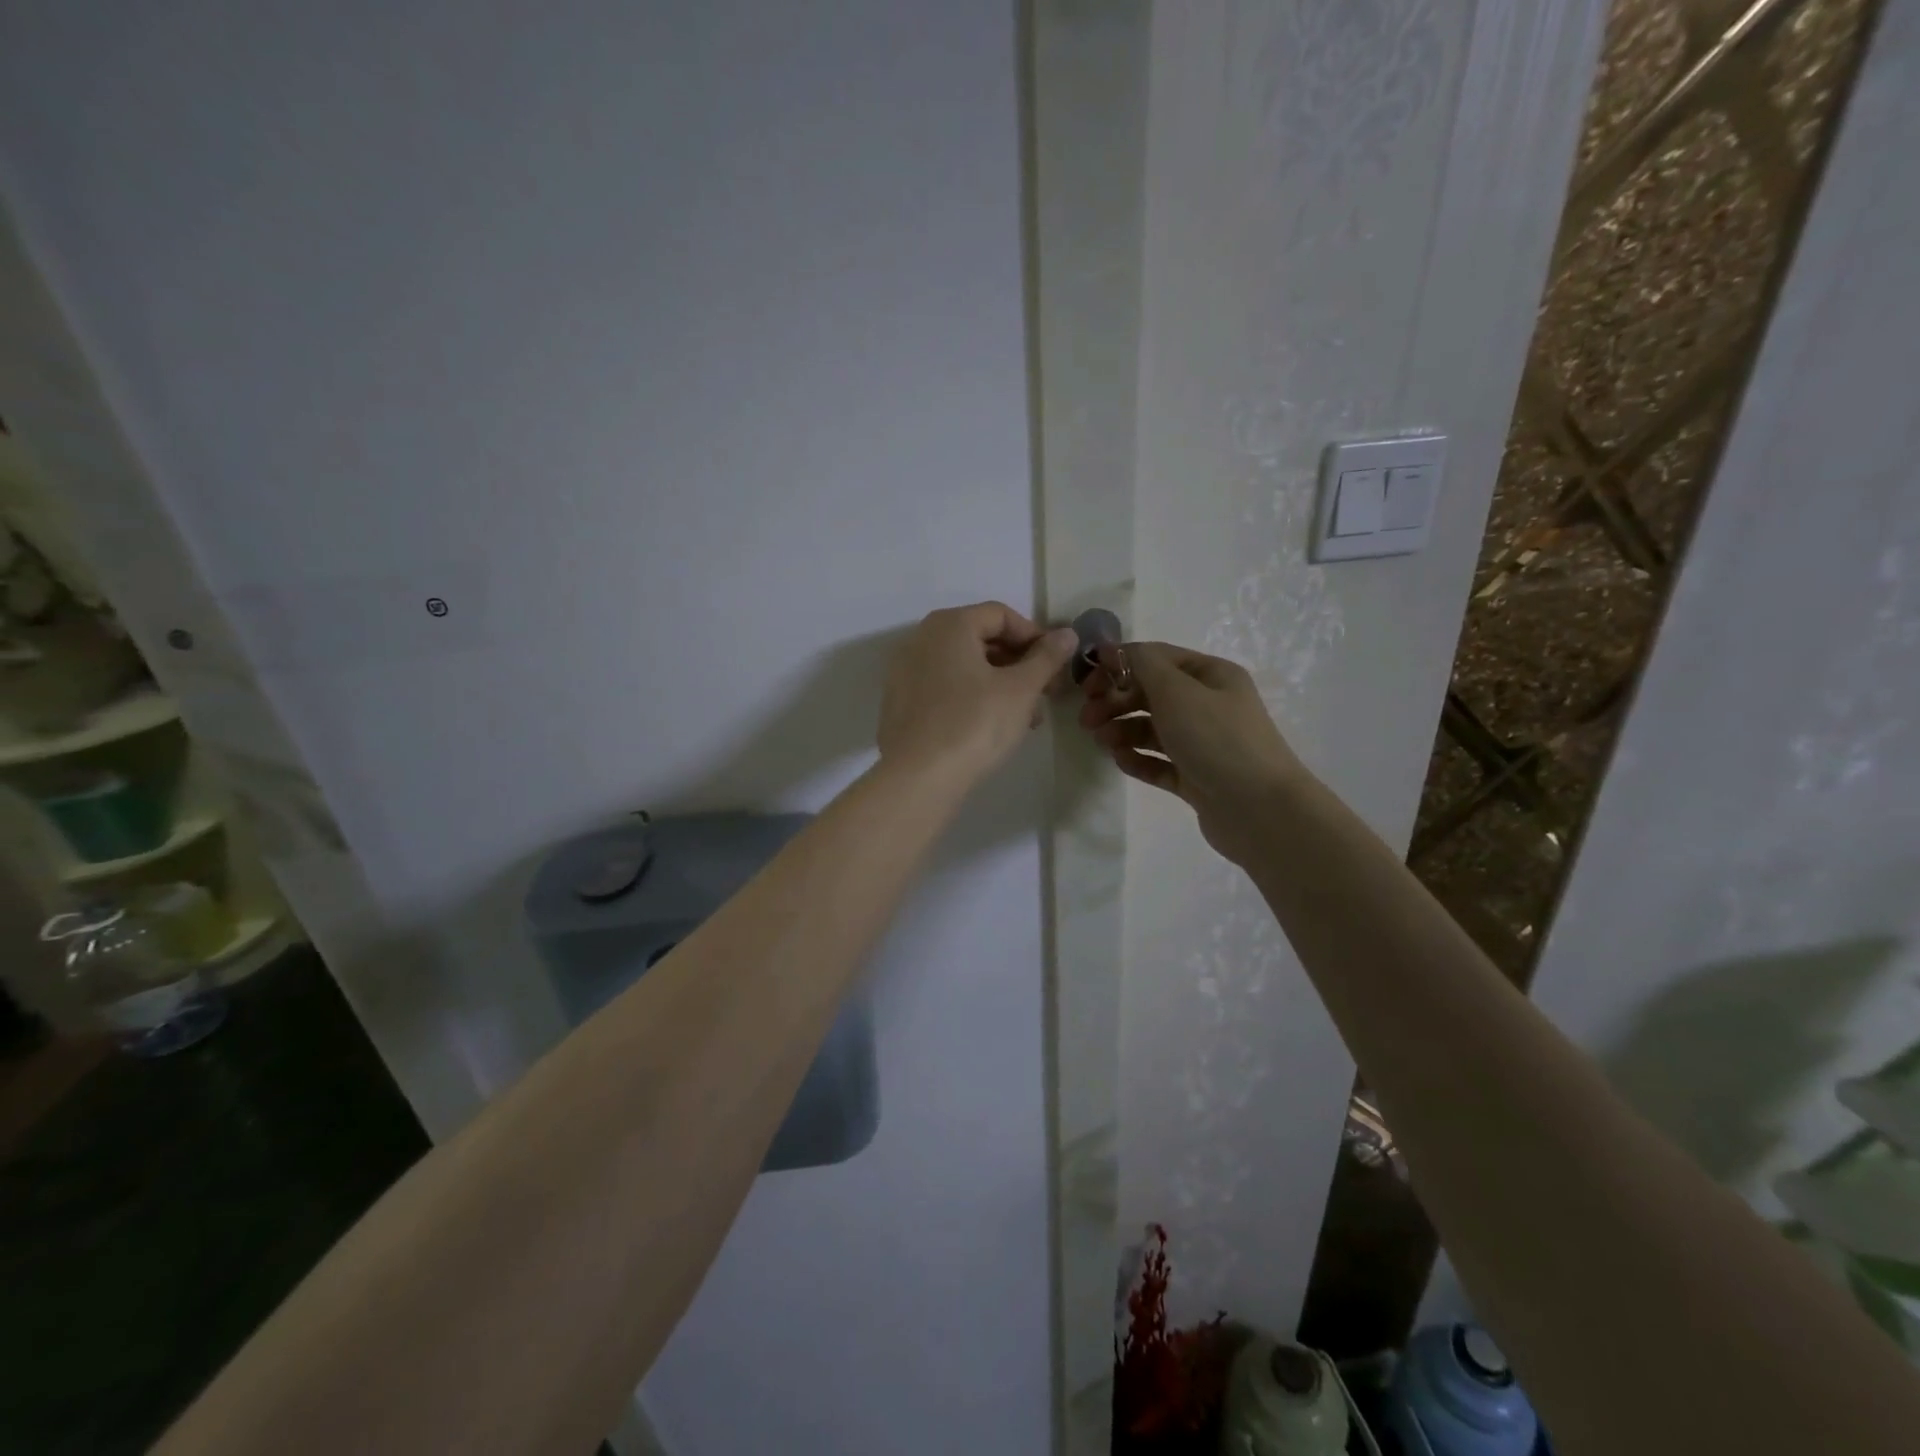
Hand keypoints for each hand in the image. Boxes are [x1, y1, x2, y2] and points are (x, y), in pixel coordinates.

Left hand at [878, 602, 1079, 783]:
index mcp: (949, 625)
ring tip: (1026, 717)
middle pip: (980, 639)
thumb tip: (1067, 634)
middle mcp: (921, 639)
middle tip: (1045, 692)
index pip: (1001, 615)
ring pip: (963, 667)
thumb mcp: (1021, 689)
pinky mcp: (900, 703)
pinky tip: (991, 727)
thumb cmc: (975, 724)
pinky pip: (943, 688)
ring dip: (999, 684)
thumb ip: (1046, 658)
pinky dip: (971, 698)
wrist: (918, 777)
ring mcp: (905, 672)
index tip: (1055, 665)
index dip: (1034, 636)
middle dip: (1018, 663)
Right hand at [1077, 641, 1303, 865]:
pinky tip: (1121, 762)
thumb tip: (1114, 650)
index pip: (1156, 658)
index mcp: (1210, 675)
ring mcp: (1202, 743)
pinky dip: (1138, 760)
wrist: (1260, 809)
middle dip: (1115, 701)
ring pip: (1151, 729)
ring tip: (1103, 742)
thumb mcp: (1177, 691)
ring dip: (1122, 730)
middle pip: (1150, 694)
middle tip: (1087, 719)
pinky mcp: (1195, 777)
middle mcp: (1208, 704)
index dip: (1118, 665)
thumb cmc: (1217, 739)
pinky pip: (1159, 762)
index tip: (1086, 682)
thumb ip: (1142, 665)